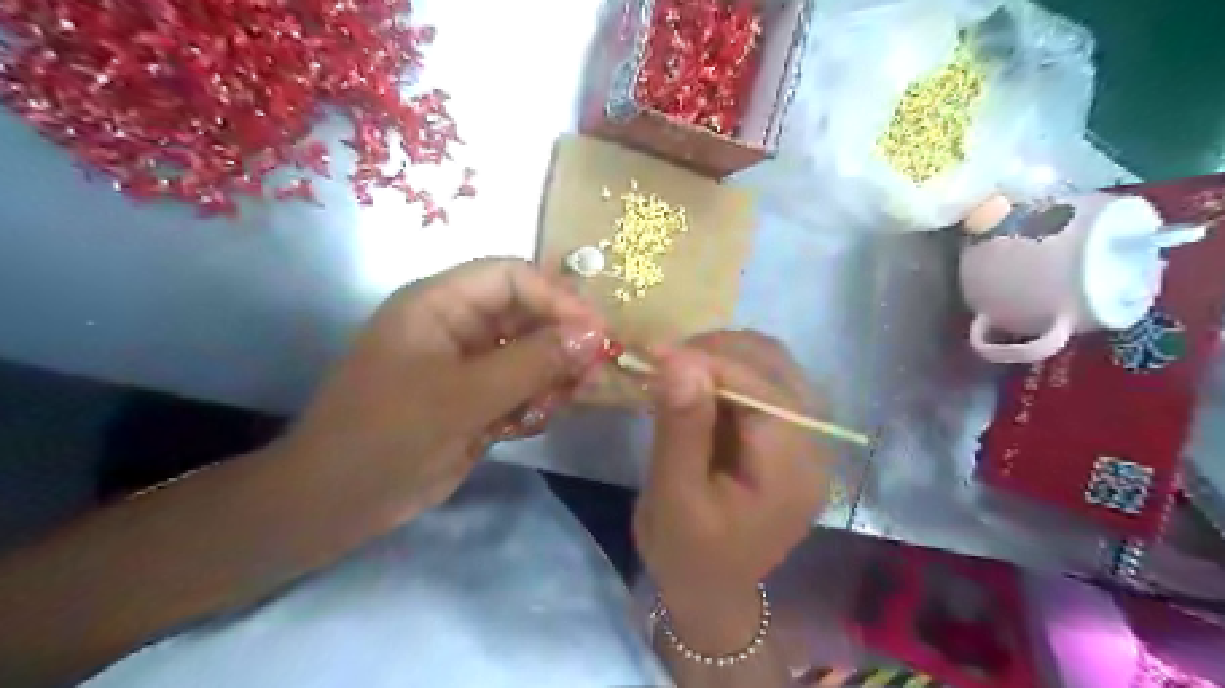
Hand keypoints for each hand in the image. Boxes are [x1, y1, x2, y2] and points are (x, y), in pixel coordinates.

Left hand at [276, 257, 602, 514]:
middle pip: (527, 315)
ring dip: (552, 377)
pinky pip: (522, 388)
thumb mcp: (462, 396)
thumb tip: (594, 335)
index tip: (596, 332)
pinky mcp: (477, 399)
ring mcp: (469, 365)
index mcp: (440, 304)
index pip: (511, 277)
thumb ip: (532, 363)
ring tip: (560, 403)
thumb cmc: (387, 435)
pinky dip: (534, 404)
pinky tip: (527, 425)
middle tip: (593, 373)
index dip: (556, 297)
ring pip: (531, 355)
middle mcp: (458, 327)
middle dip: (561, 343)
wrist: (338, 504)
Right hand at [631, 330, 832, 653]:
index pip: (762, 388)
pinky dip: (726, 369)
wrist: (711, 589)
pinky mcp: (786, 432)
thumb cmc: (688, 554)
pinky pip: (762, 379)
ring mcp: (804, 434)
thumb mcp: (675, 498)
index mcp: (793, 468)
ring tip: (677, 370)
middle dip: (717, 351)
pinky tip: (695, 383)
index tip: (655, 353)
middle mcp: (813, 442)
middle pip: (775, 365)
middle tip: (664, 361)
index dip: (710, 361)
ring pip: (770, 363)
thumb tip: (679, 360)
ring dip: (722, 355)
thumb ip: (681, 429)